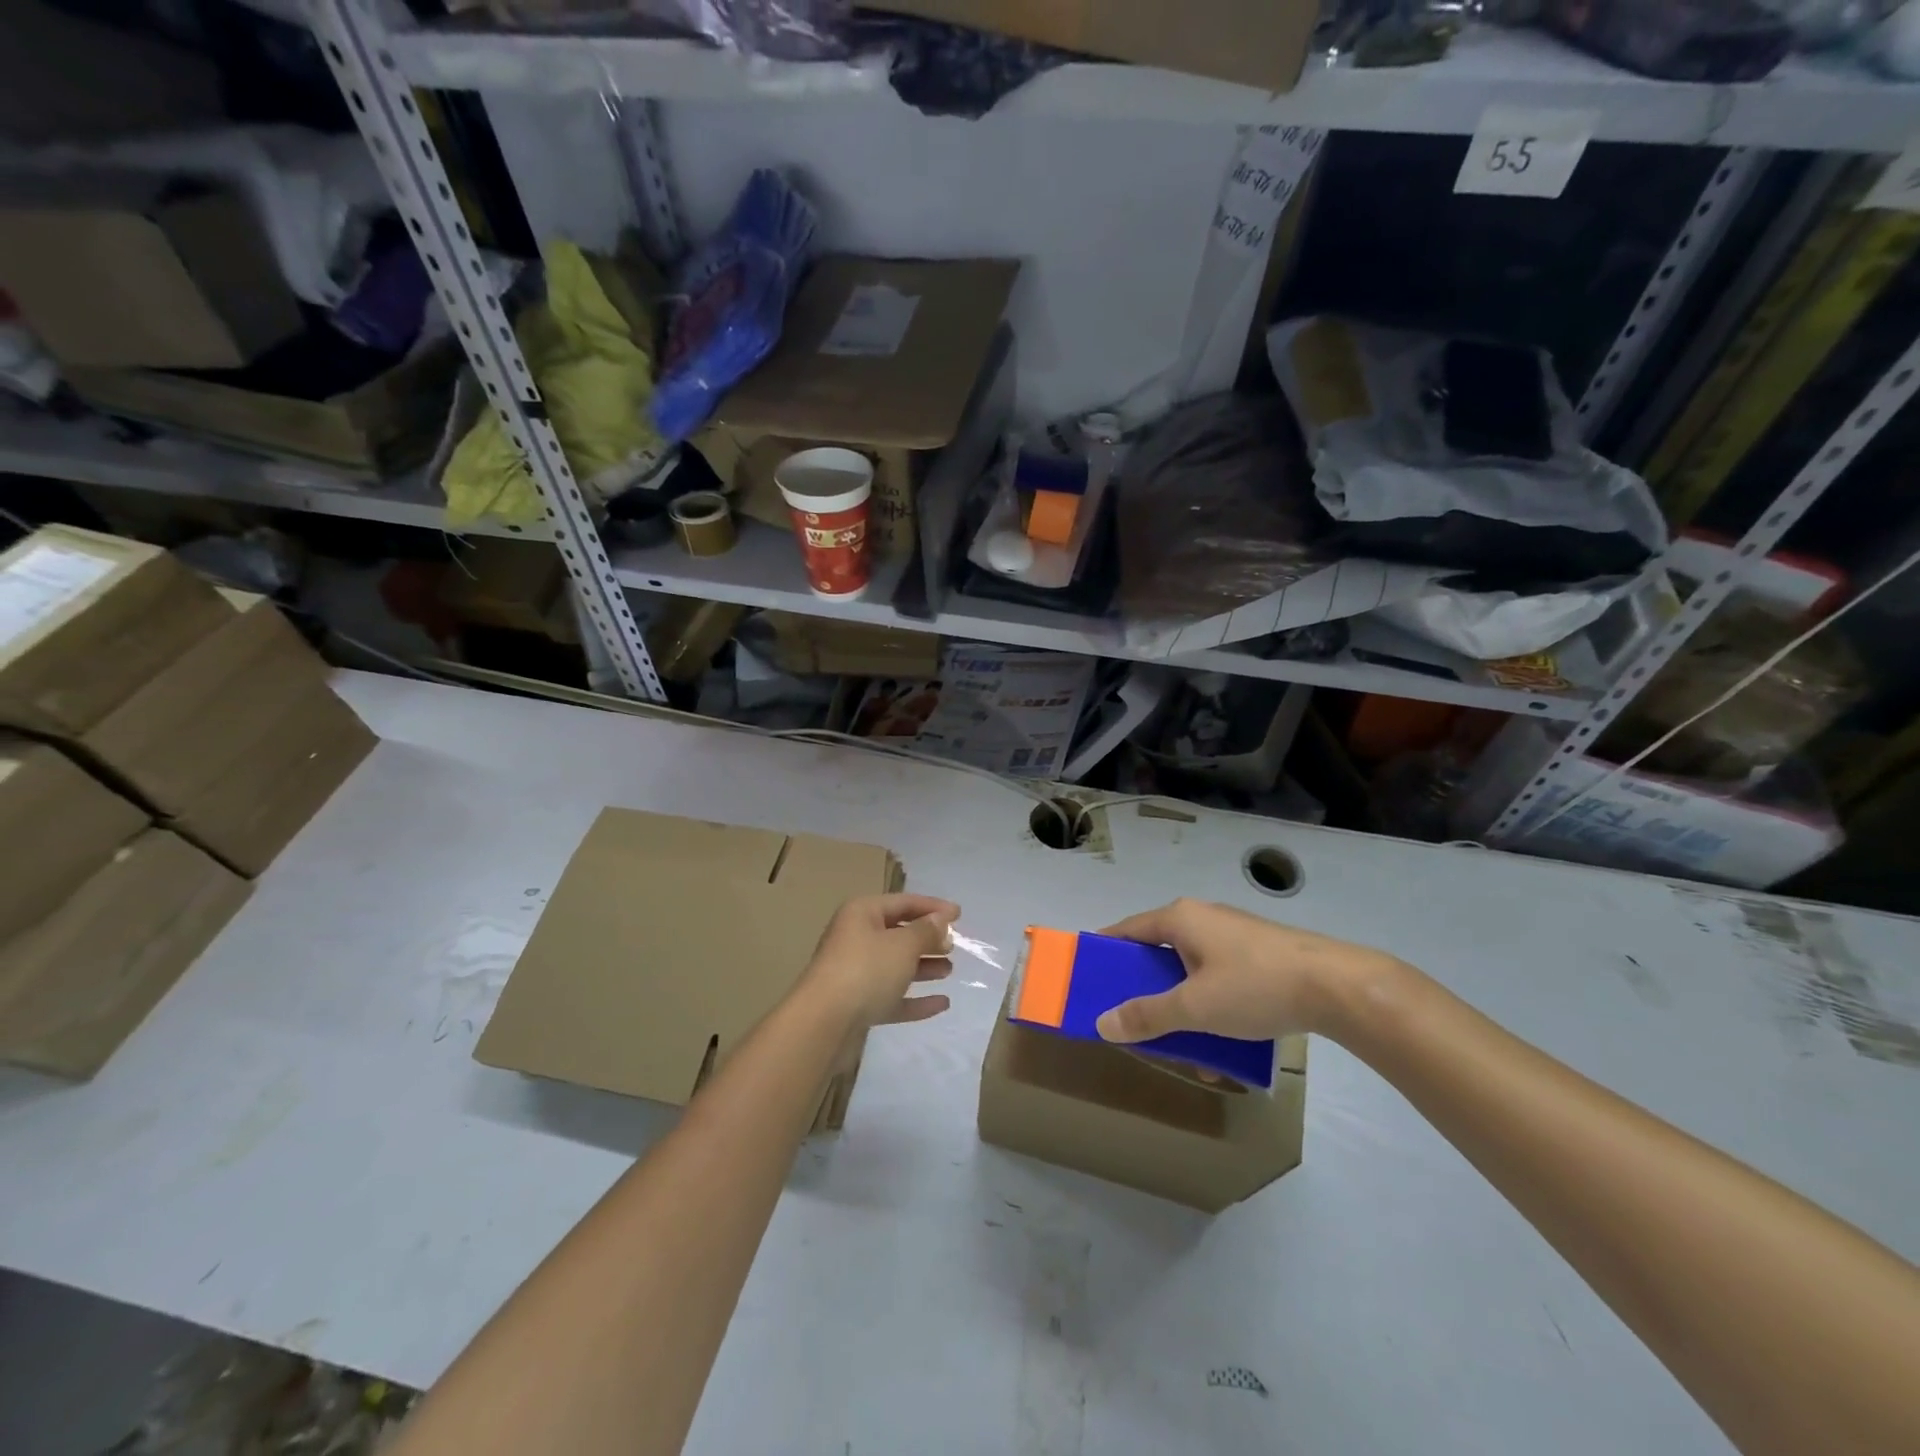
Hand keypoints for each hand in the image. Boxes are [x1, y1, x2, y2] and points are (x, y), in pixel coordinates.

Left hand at [801, 893, 959, 1030]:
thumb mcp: (903, 945)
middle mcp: (856, 938)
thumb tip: (940, 921)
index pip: (903, 902)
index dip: (932, 907)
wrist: (823, 1024)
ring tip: (949, 970)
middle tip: (953, 946)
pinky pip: (893, 996)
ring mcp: (856, 974)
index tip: (960, 915)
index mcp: (862, 914)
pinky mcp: (858, 1005)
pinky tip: (942, 1003)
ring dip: (923, 967)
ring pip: (896, 965)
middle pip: (898, 933)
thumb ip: (926, 931)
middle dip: (927, 939)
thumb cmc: (865, 970)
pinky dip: (915, 998)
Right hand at [1094, 898, 1400, 1044]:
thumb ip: (1147, 1016)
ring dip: (1181, 1005)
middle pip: (1158, 951)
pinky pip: (1219, 977)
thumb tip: (1102, 1023)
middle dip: (1146, 989)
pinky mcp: (1259, 953)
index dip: (1104, 952)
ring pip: (1191, 969)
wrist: (1339, 986)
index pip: (1126, 930)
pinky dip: (1211, 1005)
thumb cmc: (1255, 986)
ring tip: (1181, 1043)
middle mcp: (1203, 918)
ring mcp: (1233, 934)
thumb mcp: (1194, 1007)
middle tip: (1132, 1019)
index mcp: (1180, 918)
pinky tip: (1222, 1042)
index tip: (1088, 978)